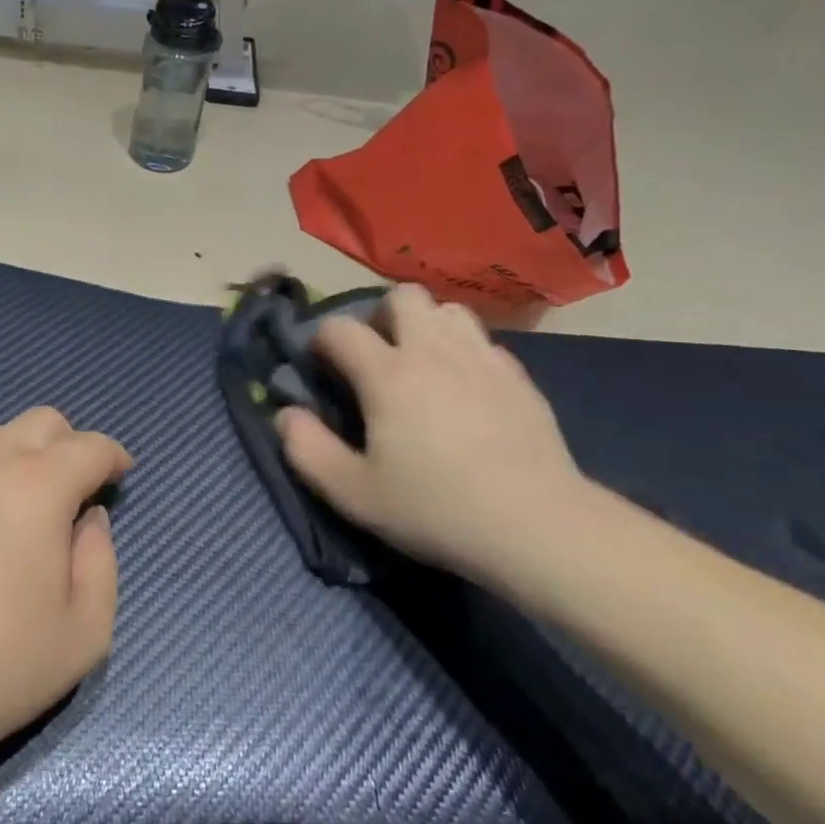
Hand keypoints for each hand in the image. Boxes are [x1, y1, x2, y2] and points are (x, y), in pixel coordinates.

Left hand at [0, 408, 128, 786]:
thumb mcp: (84, 631)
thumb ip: (102, 561)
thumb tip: (88, 519)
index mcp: (37, 485)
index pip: (89, 446)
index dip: (114, 456)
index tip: (122, 476)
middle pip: (41, 421)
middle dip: (71, 444)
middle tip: (78, 492)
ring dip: (25, 458)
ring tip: (27, 512)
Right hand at [278, 286, 585, 581]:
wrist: (539, 527)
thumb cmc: (437, 508)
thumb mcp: (354, 493)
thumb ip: (307, 449)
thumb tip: (285, 414)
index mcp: (387, 373)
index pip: (339, 328)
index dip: (321, 341)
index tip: (323, 368)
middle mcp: (432, 351)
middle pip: (402, 296)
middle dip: (381, 317)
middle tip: (378, 358)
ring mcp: (481, 359)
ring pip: (448, 310)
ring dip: (426, 327)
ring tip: (422, 365)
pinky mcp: (519, 378)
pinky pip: (482, 342)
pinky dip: (464, 353)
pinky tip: (466, 390)